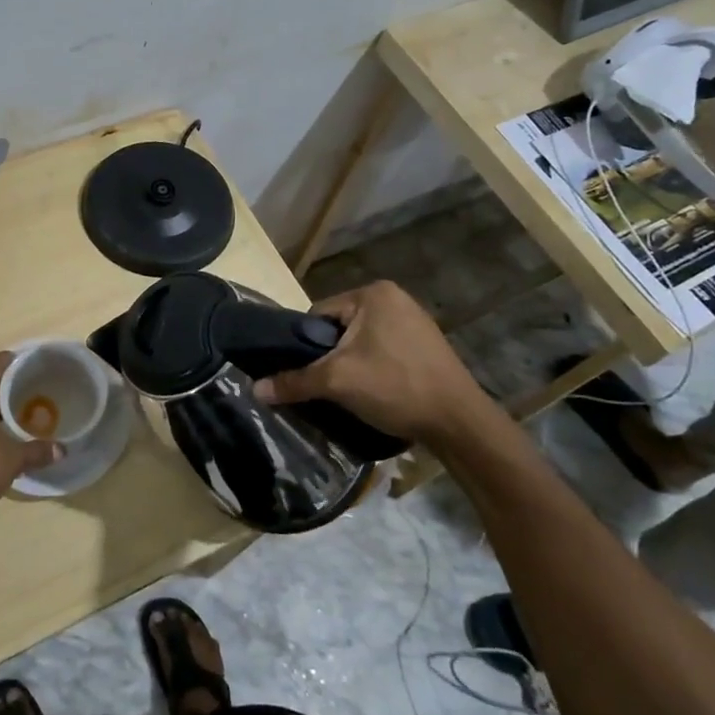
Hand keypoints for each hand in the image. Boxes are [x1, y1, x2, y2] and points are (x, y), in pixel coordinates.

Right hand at [252, 282, 505, 453]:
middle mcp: (394, 297)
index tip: (306, 373)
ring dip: (351, 364)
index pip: (318, 313)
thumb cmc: (395, 387)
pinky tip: (376, 391)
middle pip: (339, 327)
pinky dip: (374, 368)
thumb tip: (254, 390)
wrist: (459, 422)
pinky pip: (383, 350)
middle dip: (330, 356)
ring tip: (351, 392)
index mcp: (372, 293)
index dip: (306, 345)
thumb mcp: (337, 382)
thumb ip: (294, 381)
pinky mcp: (425, 344)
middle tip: (328, 386)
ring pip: (361, 341)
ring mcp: (414, 320)